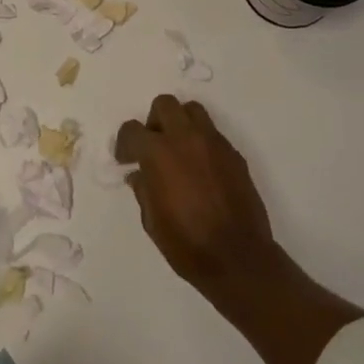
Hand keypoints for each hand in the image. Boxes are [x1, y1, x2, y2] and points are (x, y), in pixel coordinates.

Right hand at [115, 95, 283, 300]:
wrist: (238, 258)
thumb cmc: (187, 245)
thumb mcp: (152, 221)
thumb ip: (143, 190)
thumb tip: (139, 175)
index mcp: (159, 154)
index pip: (133, 129)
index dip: (125, 143)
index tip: (126, 160)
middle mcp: (186, 138)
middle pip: (165, 105)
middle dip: (154, 122)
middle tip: (153, 147)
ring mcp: (213, 143)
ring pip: (192, 111)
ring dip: (180, 123)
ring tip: (178, 150)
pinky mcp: (234, 153)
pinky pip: (212, 133)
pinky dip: (201, 141)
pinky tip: (201, 169)